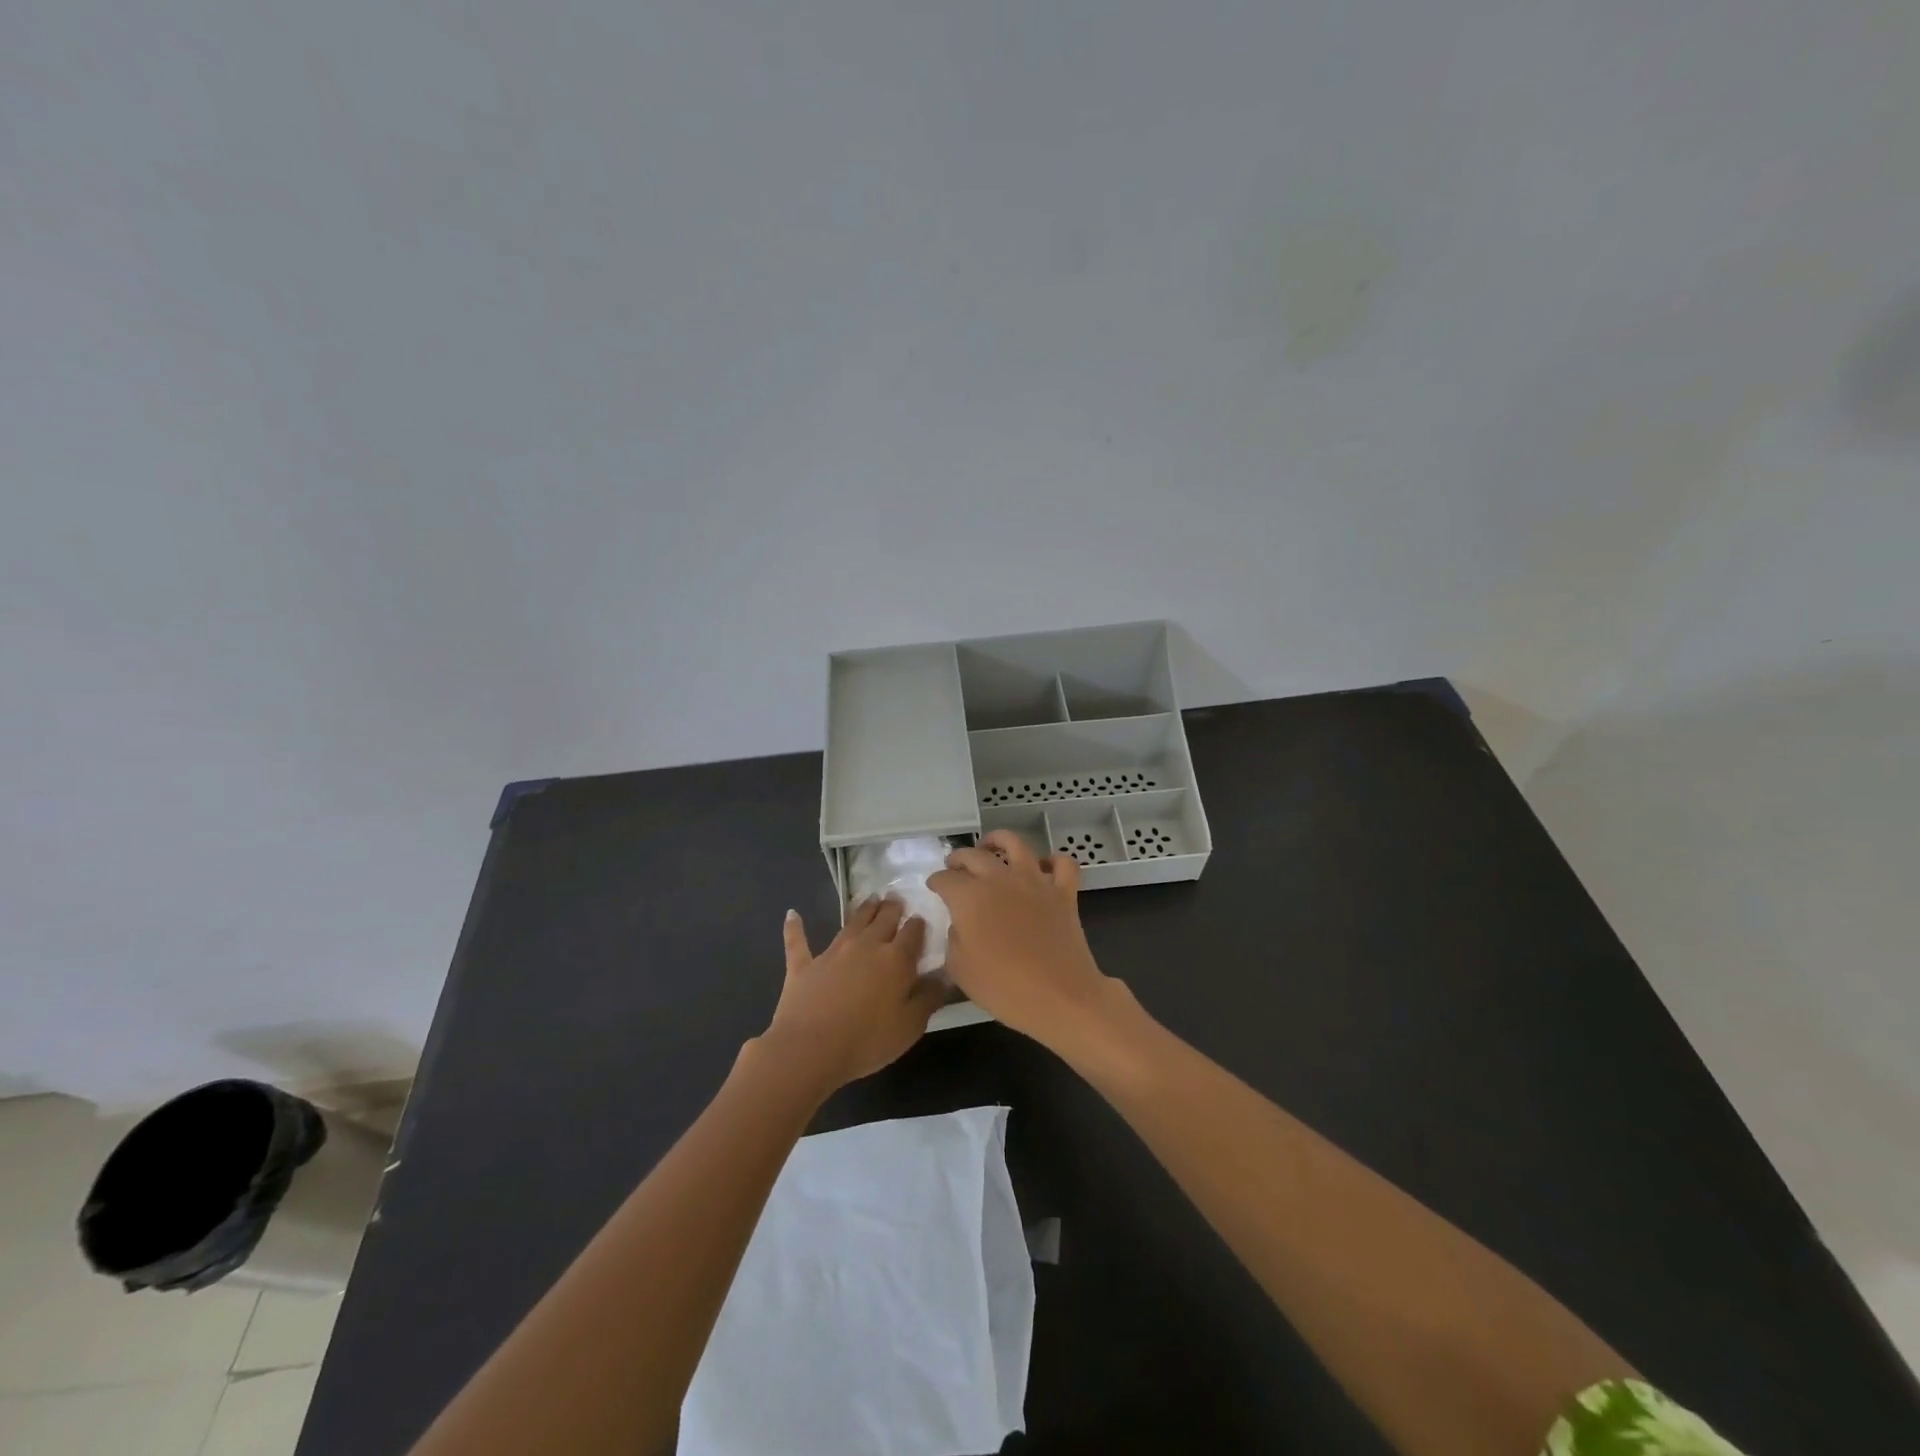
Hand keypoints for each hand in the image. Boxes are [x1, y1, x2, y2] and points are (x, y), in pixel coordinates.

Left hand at [760, 898, 944, 1090]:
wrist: (810, 1049)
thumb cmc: (867, 1041)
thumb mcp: (910, 1027)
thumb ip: (928, 998)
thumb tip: (942, 977)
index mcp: (895, 960)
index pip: (912, 934)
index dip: (918, 925)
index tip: (921, 919)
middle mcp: (866, 946)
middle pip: (883, 920)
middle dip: (892, 908)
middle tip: (896, 898)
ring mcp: (832, 952)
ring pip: (852, 923)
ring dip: (863, 909)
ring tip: (871, 899)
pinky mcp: (804, 965)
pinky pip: (798, 941)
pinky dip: (795, 927)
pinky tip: (792, 914)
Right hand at [928, 830, 1111, 1044]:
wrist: (1060, 996)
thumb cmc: (1003, 987)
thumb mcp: (960, 970)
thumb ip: (953, 940)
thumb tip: (960, 925)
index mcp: (970, 897)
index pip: (945, 879)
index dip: (936, 882)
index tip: (933, 887)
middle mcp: (1000, 879)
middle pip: (974, 856)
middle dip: (958, 859)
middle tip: (954, 867)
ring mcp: (1035, 881)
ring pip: (1015, 844)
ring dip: (999, 841)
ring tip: (991, 846)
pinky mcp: (1063, 892)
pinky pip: (1062, 864)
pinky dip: (1053, 861)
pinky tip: (1044, 867)